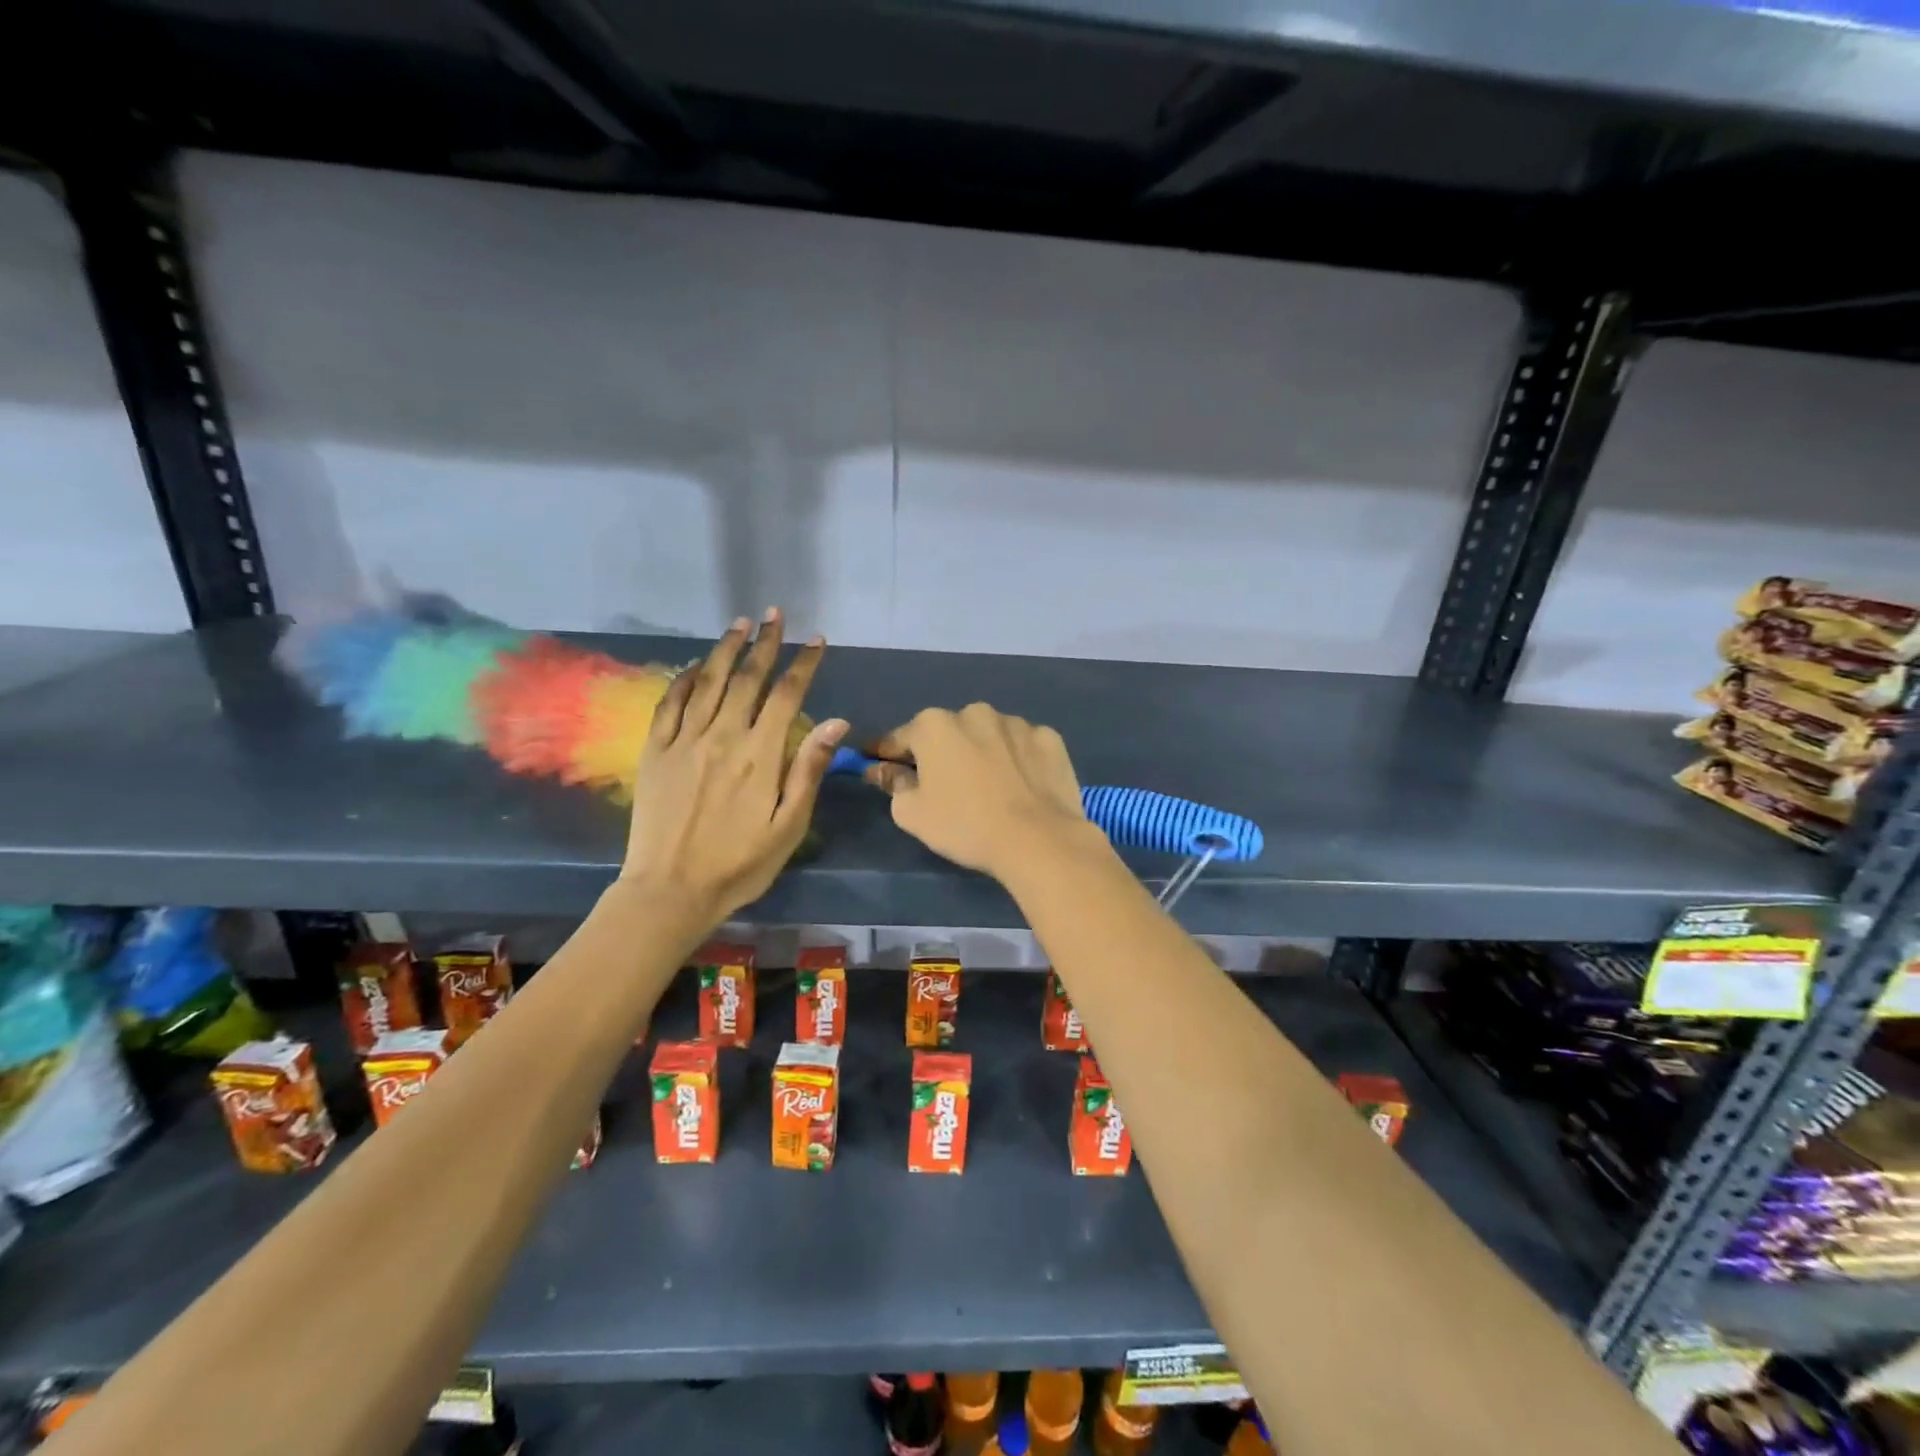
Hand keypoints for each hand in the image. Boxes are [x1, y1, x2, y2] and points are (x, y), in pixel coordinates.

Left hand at [621, 610, 846, 922]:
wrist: (671, 890)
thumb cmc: (740, 864)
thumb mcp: (788, 826)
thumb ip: (809, 770)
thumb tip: (836, 723)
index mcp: (760, 755)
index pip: (787, 695)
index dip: (803, 664)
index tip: (815, 640)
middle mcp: (722, 737)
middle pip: (747, 678)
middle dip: (765, 643)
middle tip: (775, 615)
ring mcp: (684, 741)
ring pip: (707, 682)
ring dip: (725, 649)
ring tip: (740, 624)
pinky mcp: (655, 752)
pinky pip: (669, 704)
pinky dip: (683, 679)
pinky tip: (694, 666)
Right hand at [864, 703, 1090, 881]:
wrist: (1038, 840)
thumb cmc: (965, 826)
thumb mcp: (912, 813)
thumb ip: (893, 784)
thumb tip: (882, 770)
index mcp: (934, 726)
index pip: (900, 738)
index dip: (887, 754)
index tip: (879, 764)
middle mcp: (974, 712)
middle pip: (948, 733)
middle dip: (942, 752)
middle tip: (945, 785)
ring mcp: (1016, 722)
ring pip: (988, 735)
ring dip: (982, 752)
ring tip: (990, 787)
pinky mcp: (1049, 737)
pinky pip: (1023, 746)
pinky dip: (1018, 759)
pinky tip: (1021, 786)